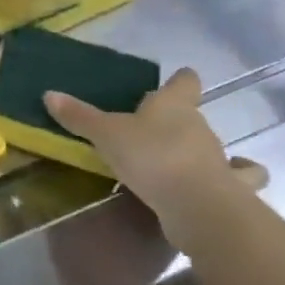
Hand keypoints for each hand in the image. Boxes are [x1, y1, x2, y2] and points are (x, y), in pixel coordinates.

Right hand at [45, 67, 267, 246]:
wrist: (197, 205)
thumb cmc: (151, 157)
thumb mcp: (106, 135)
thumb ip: (80, 116)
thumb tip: (49, 94)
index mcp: (174, 105)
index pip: (185, 82)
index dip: (179, 80)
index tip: (174, 80)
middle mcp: (200, 126)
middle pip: (191, 115)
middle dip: (175, 120)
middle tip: (148, 130)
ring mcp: (217, 157)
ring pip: (210, 146)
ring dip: (195, 151)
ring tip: (170, 161)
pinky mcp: (226, 188)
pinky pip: (235, 178)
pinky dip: (230, 178)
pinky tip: (215, 183)